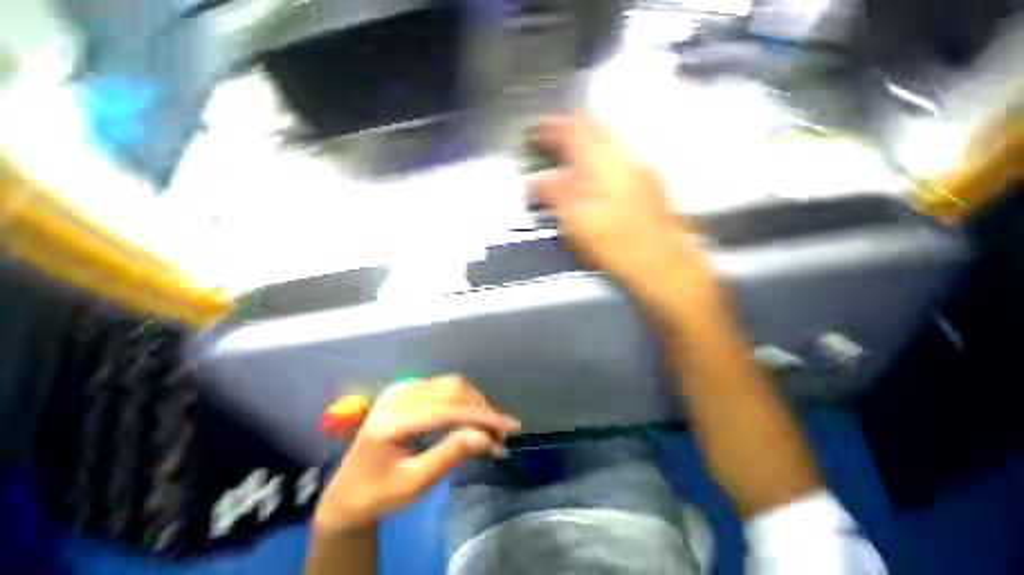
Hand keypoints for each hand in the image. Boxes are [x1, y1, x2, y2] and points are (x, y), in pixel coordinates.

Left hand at [313, 376, 519, 531]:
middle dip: (482, 410)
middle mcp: (398, 395)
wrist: (348, 492)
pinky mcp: (407, 390)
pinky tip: (473, 418)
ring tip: (491, 429)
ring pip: (452, 385)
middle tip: (501, 436)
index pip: (448, 410)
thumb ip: (449, 456)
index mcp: (393, 420)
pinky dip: (465, 401)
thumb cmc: (377, 495)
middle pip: (453, 390)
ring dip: (476, 403)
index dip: (482, 417)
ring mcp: (402, 389)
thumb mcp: (413, 485)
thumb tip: (486, 437)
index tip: (511, 428)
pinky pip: (445, 388)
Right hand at [530, 114, 699, 285]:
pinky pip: (615, 159)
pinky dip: (596, 160)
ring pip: (606, 144)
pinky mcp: (647, 184)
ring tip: (564, 157)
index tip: (535, 131)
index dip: (552, 128)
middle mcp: (626, 159)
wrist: (664, 264)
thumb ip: (557, 196)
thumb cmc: (620, 246)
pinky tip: (589, 176)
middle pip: (594, 129)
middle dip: (568, 131)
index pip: (575, 130)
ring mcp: (640, 170)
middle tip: (548, 140)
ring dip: (583, 144)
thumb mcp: (580, 224)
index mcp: (607, 166)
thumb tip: (537, 179)